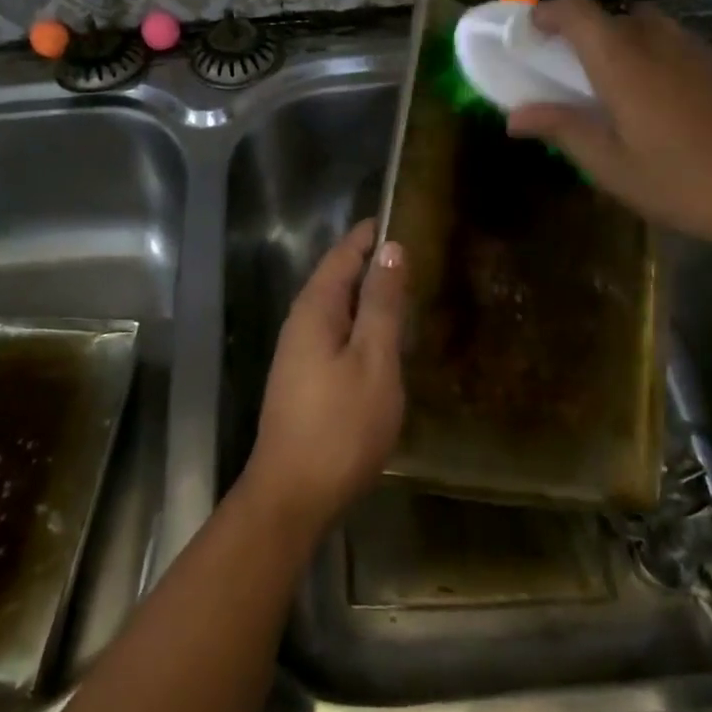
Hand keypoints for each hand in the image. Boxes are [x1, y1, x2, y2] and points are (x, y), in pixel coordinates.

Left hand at [243, 220, 406, 532]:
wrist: (292, 494)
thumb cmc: (340, 426)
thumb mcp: (373, 360)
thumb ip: (382, 304)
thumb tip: (391, 248)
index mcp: (316, 308)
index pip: (344, 253)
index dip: (372, 234)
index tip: (405, 216)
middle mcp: (302, 321)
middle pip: (338, 277)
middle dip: (373, 261)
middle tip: (419, 252)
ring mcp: (299, 351)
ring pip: (337, 307)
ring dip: (369, 294)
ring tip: (409, 288)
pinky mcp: (304, 377)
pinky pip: (336, 332)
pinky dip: (362, 322)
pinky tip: (385, 337)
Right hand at [507, 0, 711, 252]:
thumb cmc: (680, 182)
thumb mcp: (610, 165)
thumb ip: (562, 129)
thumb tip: (514, 116)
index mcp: (624, 64)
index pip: (579, 11)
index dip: (549, 13)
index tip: (528, 32)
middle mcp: (658, 44)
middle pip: (610, 14)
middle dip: (579, 29)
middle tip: (562, 65)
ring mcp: (693, 52)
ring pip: (643, 23)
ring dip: (614, 37)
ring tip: (604, 79)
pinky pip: (669, 40)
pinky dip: (645, 50)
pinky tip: (648, 94)